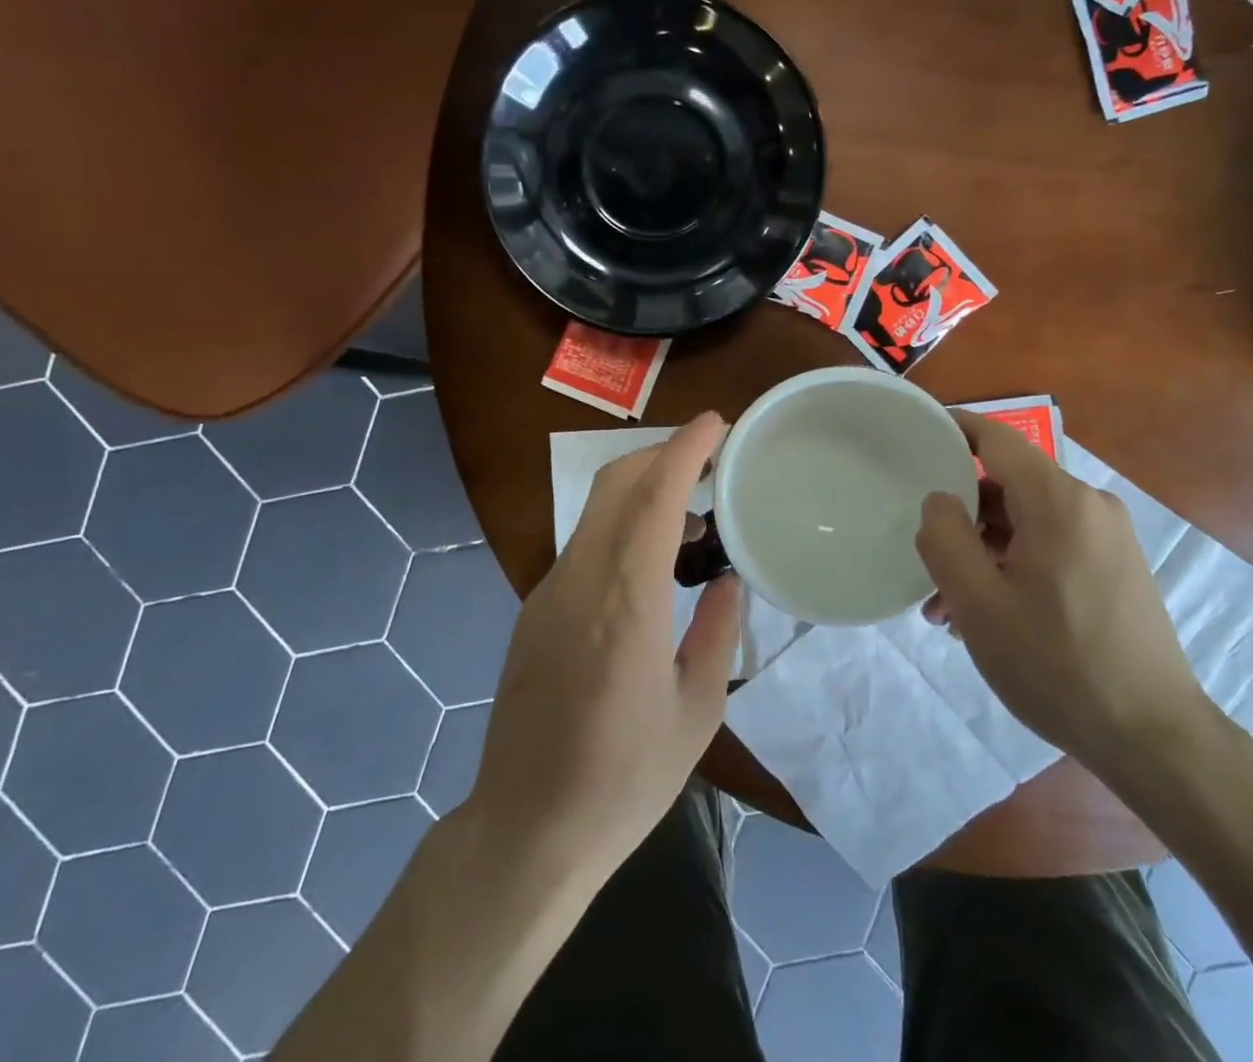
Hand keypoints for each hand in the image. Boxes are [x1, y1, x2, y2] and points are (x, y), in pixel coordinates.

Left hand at [469, 412, 740, 884]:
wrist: (526, 829)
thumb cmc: (624, 779)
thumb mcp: (697, 712)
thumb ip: (718, 633)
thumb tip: (726, 580)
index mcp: (626, 602)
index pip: (653, 496)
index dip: (685, 449)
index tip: (717, 423)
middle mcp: (580, 580)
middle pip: (616, 484)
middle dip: (663, 453)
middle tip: (711, 460)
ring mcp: (549, 592)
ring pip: (597, 509)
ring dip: (643, 489)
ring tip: (692, 518)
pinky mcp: (535, 609)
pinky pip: (585, 542)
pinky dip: (623, 524)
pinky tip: (652, 563)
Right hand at [915, 410, 1209, 770]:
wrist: (1155, 739)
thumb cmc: (1057, 664)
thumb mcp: (979, 603)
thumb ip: (944, 537)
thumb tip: (940, 500)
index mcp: (1058, 501)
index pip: (995, 438)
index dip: (952, 429)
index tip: (914, 435)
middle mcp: (1089, 505)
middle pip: (1007, 486)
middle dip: (960, 518)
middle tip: (925, 561)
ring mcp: (1108, 537)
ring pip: (1026, 523)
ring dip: (983, 552)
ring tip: (949, 609)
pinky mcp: (1116, 568)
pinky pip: (1051, 546)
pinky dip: (1014, 566)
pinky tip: (990, 616)